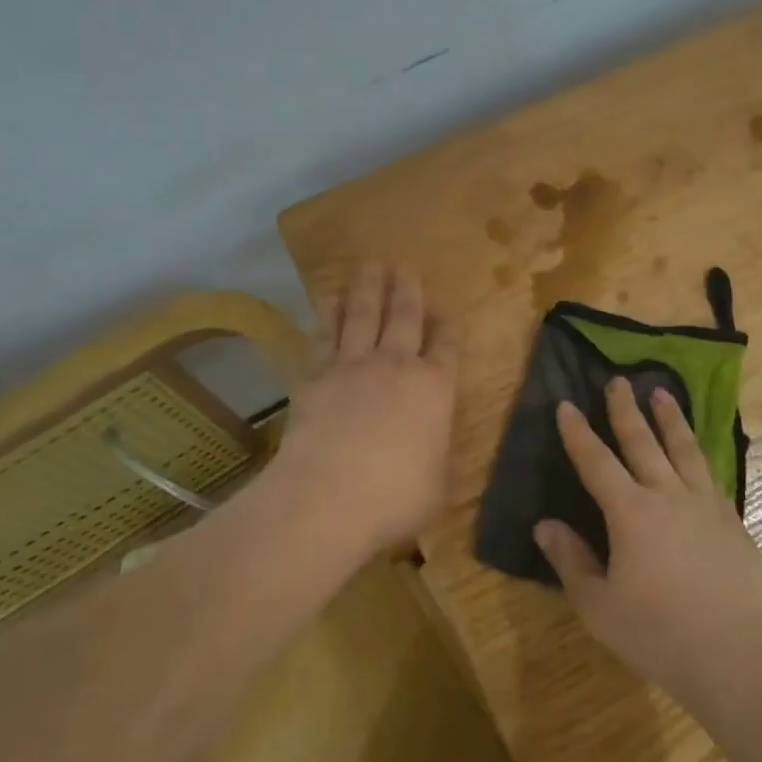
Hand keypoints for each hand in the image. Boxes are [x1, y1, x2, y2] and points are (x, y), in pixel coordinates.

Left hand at [274, 264, 459, 557]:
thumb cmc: (395, 497)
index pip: (446, 346)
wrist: (327, 497)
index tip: (443, 307)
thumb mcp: (437, 484)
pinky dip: (327, 314)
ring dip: (368, 288)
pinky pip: (324, 336)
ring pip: (364, 315)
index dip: (446, 325)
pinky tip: (326, 298)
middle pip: (405, 317)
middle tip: (405, 264)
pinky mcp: (316, 376)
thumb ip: (436, 455)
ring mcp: (354, 367)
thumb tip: (432, 448)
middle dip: (407, 289)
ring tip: (370, 265)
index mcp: (435, 389)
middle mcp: (397, 366)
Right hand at [535, 378, 761, 704]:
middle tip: (619, 380)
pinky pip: (710, 474)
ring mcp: (704, 504)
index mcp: (630, 512)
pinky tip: (698, 454)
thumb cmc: (658, 632)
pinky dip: (699, 455)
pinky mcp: (731, 520)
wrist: (737, 652)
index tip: (565, 404)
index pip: (596, 462)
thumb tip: (544, 525)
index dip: (578, 433)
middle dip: (626, 409)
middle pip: (642, 442)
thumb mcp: (599, 606)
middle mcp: (667, 495)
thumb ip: (571, 561)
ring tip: (662, 393)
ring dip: (670, 418)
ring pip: (683, 449)